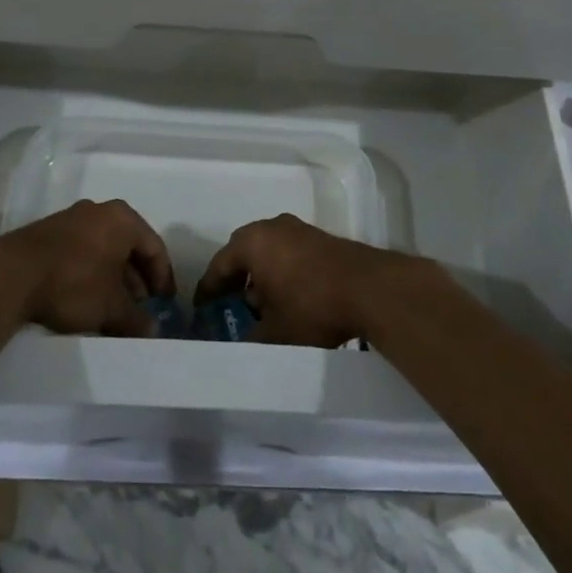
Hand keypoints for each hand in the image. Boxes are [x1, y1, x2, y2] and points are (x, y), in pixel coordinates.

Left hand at [0, 199, 175, 336]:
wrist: (10, 275)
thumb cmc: (73, 283)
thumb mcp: (110, 307)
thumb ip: (136, 319)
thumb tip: (154, 330)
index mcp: (123, 218)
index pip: (154, 247)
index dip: (163, 278)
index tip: (163, 303)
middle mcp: (99, 211)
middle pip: (129, 246)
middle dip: (136, 279)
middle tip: (139, 307)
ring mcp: (71, 218)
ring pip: (104, 249)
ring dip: (113, 277)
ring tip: (112, 307)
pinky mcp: (48, 232)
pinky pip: (82, 250)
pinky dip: (90, 272)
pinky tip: (85, 297)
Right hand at [195, 213, 417, 346]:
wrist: (369, 289)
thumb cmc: (312, 306)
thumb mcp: (275, 333)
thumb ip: (251, 338)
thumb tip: (239, 345)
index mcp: (251, 242)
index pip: (218, 266)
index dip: (208, 292)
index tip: (202, 312)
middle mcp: (271, 227)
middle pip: (242, 254)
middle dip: (234, 282)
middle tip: (229, 308)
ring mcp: (298, 229)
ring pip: (267, 253)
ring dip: (260, 277)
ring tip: (261, 308)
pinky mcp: (319, 238)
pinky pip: (288, 253)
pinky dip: (281, 272)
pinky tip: (288, 298)